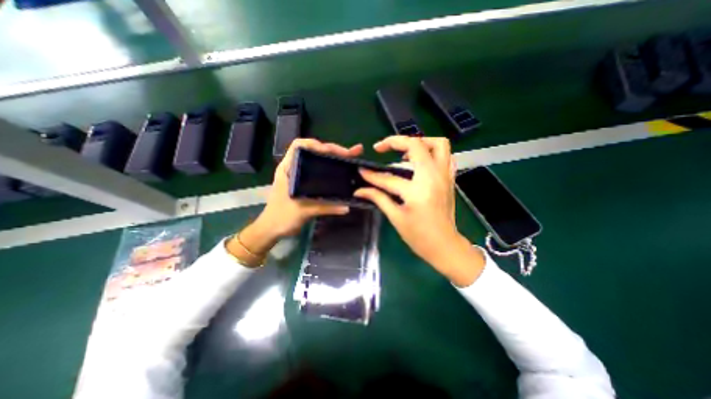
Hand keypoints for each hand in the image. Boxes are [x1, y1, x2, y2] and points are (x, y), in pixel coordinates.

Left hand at [231, 138, 363, 264]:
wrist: (271, 229)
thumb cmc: (281, 217)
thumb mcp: (303, 211)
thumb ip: (325, 207)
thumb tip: (347, 207)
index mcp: (288, 168)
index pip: (299, 145)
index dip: (315, 144)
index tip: (331, 152)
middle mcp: (294, 168)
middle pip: (313, 151)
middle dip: (332, 150)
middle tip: (350, 154)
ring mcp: (300, 176)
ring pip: (318, 160)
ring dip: (333, 158)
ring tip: (350, 158)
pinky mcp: (305, 184)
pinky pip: (320, 172)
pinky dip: (331, 169)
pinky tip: (341, 171)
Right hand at [354, 136, 485, 284]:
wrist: (445, 246)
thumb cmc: (419, 236)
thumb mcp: (396, 218)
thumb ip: (378, 198)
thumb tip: (359, 190)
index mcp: (418, 191)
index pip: (389, 178)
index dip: (372, 175)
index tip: (361, 171)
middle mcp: (434, 177)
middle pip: (417, 145)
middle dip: (396, 141)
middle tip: (382, 147)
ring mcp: (445, 176)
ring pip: (438, 144)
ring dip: (419, 142)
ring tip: (403, 152)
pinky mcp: (450, 179)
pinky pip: (445, 156)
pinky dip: (431, 152)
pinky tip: (419, 162)